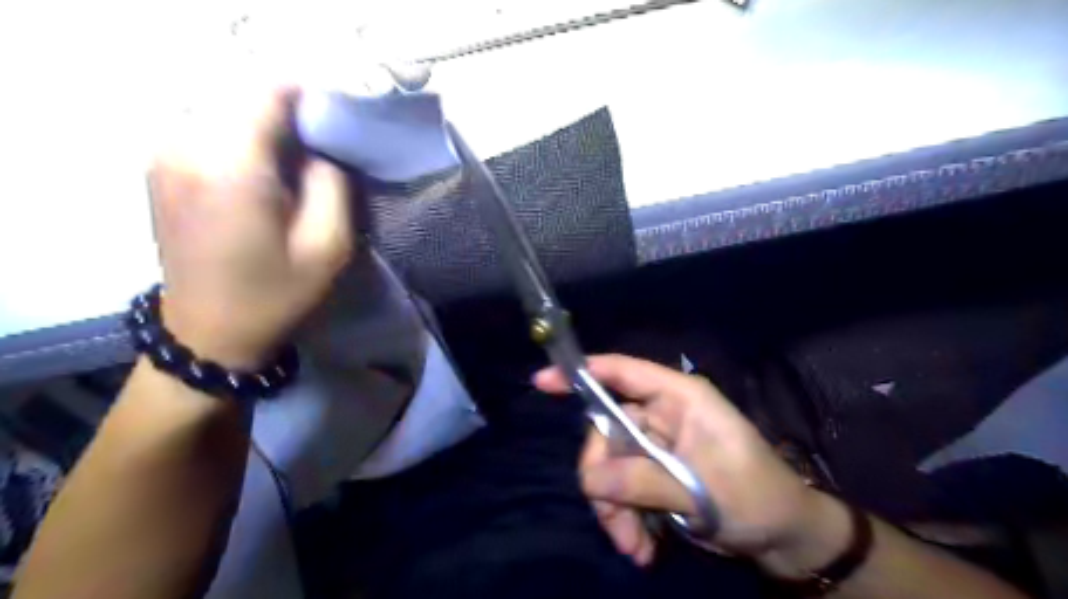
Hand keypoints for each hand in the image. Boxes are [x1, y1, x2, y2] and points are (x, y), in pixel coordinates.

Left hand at [149, 87, 352, 369]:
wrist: (208, 332)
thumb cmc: (275, 294)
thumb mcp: (328, 246)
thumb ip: (333, 185)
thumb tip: (323, 149)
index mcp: (230, 166)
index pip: (267, 92)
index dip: (310, 97)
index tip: (340, 122)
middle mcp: (185, 146)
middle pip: (244, 96)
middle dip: (290, 114)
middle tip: (323, 149)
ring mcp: (164, 154)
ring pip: (226, 110)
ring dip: (266, 127)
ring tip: (297, 163)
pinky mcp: (160, 166)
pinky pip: (208, 129)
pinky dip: (242, 139)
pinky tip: (264, 174)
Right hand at [535, 356, 852, 569]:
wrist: (784, 537)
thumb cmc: (757, 498)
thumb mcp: (703, 490)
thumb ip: (645, 480)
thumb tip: (590, 480)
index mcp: (679, 398)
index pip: (623, 372)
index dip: (582, 372)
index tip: (542, 382)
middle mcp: (662, 415)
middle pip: (607, 432)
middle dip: (604, 480)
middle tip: (614, 523)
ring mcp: (657, 445)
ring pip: (610, 466)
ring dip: (614, 508)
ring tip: (633, 547)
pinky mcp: (655, 472)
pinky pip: (622, 487)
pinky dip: (625, 517)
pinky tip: (642, 548)